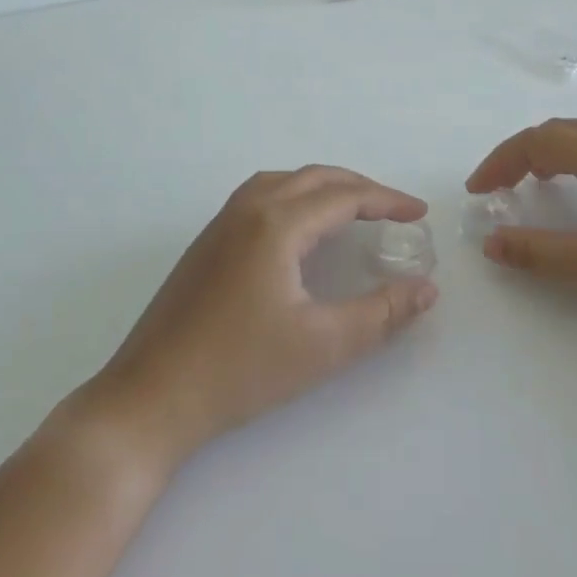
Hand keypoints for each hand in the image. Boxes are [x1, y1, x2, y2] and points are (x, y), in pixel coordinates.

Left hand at [70, 166, 438, 473]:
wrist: (150, 398)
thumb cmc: (239, 370)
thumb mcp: (322, 346)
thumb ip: (381, 314)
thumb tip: (426, 288)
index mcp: (276, 223)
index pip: (344, 196)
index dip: (387, 200)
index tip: (420, 213)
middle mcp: (248, 208)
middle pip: (314, 178)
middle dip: (359, 187)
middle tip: (393, 209)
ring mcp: (221, 223)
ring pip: (283, 181)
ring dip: (323, 186)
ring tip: (351, 208)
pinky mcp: (206, 242)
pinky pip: (260, 195)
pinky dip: (294, 195)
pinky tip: (298, 228)